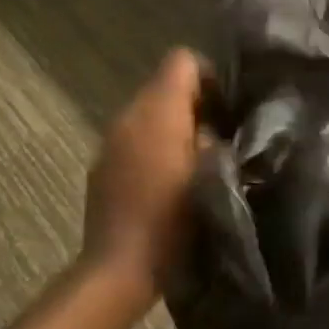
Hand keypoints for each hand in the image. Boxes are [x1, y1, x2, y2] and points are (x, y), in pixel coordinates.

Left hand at [82, 49, 205, 304]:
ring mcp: (110, 140)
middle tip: (218, 136)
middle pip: (164, 85)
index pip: (182, 59)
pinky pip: (133, 138)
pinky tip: (166, 181)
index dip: (209, 76)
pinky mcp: (102, 165)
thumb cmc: (173, 220)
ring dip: (171, 126)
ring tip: (194, 160)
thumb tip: (211, 127)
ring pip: (148, 113)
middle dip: (192, 103)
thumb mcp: (212, 175)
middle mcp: (128, 115)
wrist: (120, 269)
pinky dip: (152, 147)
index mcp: (157, 110)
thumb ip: (213, 138)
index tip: (226, 107)